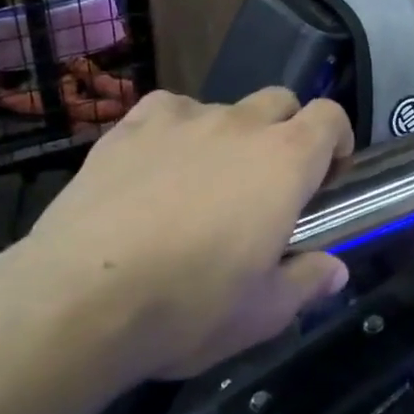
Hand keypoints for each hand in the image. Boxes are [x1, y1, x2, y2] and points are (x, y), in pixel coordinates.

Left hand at [0, 88, 353, 394]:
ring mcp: (181, 120)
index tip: (328, 175)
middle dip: (288, 131)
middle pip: (281, 101)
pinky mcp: (128, 128)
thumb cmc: (189, 307)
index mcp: (286, 161)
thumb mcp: (264, 312)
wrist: (76, 302)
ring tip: (207, 182)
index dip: (337, 140)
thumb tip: (335, 270)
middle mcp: (239, 125)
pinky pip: (168, 111)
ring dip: (232, 135)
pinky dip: (177, 130)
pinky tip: (160, 167)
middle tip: (272, 182)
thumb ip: (309, 282)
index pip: (330, 116)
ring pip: (224, 107)